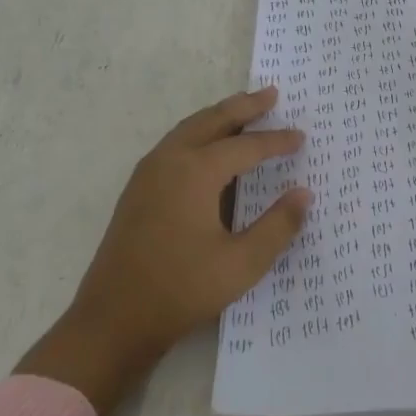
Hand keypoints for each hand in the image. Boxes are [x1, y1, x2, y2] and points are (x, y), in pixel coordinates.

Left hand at [16, 86, 309, 415]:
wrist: (112, 321)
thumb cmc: (181, 290)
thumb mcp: (242, 263)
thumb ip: (278, 225)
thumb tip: (303, 194)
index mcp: (195, 173)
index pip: (246, 146)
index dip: (276, 141)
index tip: (301, 137)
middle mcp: (169, 162)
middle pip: (211, 120)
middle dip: (243, 106)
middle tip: (271, 94)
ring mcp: (147, 174)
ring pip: (188, 129)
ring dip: (218, 117)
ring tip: (244, 111)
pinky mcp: (137, 191)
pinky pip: (174, 145)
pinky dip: (199, 133)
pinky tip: (209, 149)